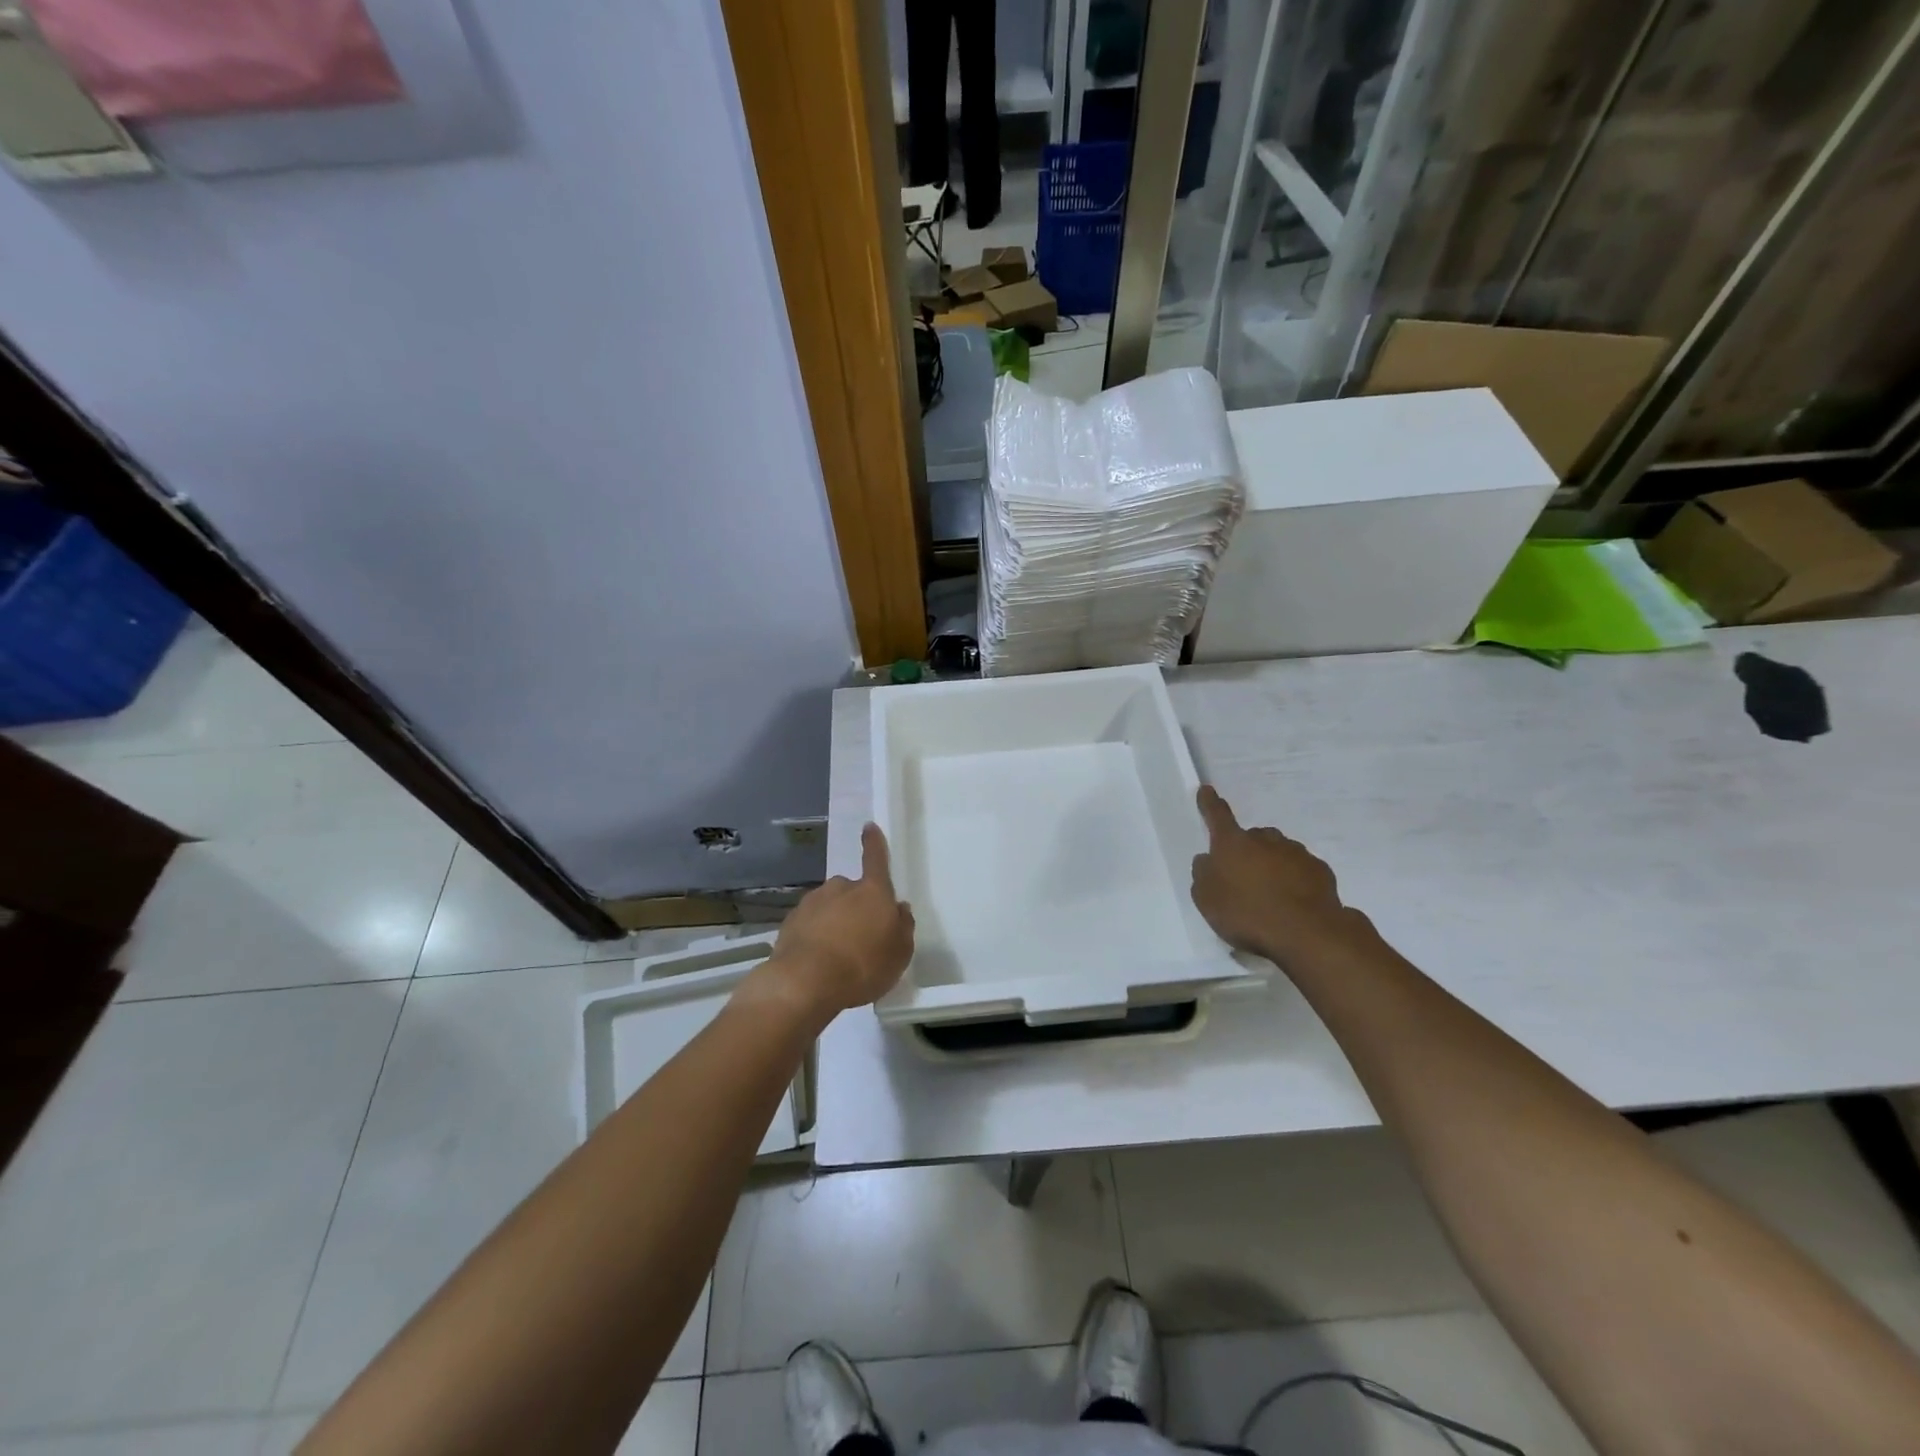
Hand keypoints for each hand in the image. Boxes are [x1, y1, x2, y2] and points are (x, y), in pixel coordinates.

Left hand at [759, 824, 914, 1023]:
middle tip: (861, 938)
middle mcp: (840, 888)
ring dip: (834, 923)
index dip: (874, 844)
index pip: (876, 859)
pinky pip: (809, 925)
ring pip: (828, 907)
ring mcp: (812, 903)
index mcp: (872, 891)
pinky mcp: (790, 922)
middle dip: (855, 907)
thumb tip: (899, 908)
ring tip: (838, 957)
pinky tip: (817, 962)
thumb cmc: (863, 965)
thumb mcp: (900, 953)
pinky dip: (814, 937)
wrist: (805, 983)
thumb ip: (903, 927)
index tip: (868, 827)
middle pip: (852, 891)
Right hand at [1190, 785, 1369, 969]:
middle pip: (1252, 837)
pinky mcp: (1320, 870)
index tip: (1207, 789)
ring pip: (1278, 852)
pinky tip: (1293, 902)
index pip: (1217, 816)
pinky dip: (1294, 879)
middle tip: (1243, 878)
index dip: (1210, 803)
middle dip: (1247, 851)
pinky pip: (1300, 869)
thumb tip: (1207, 859)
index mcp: (1233, 843)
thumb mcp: (1207, 899)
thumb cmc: (1246, 913)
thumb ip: (1203, 875)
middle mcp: (1265, 840)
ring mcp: (1295, 852)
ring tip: (1270, 895)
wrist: (1306, 933)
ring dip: (1272, 865)